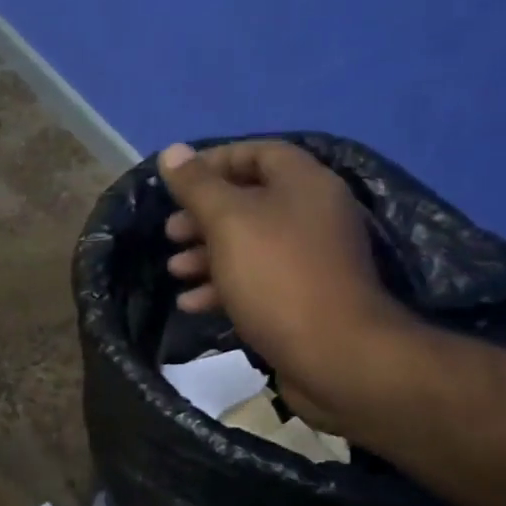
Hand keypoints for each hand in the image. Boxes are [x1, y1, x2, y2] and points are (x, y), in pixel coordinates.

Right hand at [159, 140, 411, 423]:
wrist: (335, 354)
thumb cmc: (277, 276)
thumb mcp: (229, 222)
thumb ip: (198, 186)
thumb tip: (171, 151)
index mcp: (304, 184)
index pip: (258, 153)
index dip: (214, 161)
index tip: (176, 181)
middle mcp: (313, 214)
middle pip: (250, 201)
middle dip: (203, 215)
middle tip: (170, 232)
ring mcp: (311, 258)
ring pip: (250, 244)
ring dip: (207, 254)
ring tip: (174, 271)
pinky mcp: (304, 297)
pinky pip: (258, 280)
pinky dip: (224, 286)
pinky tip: (192, 304)